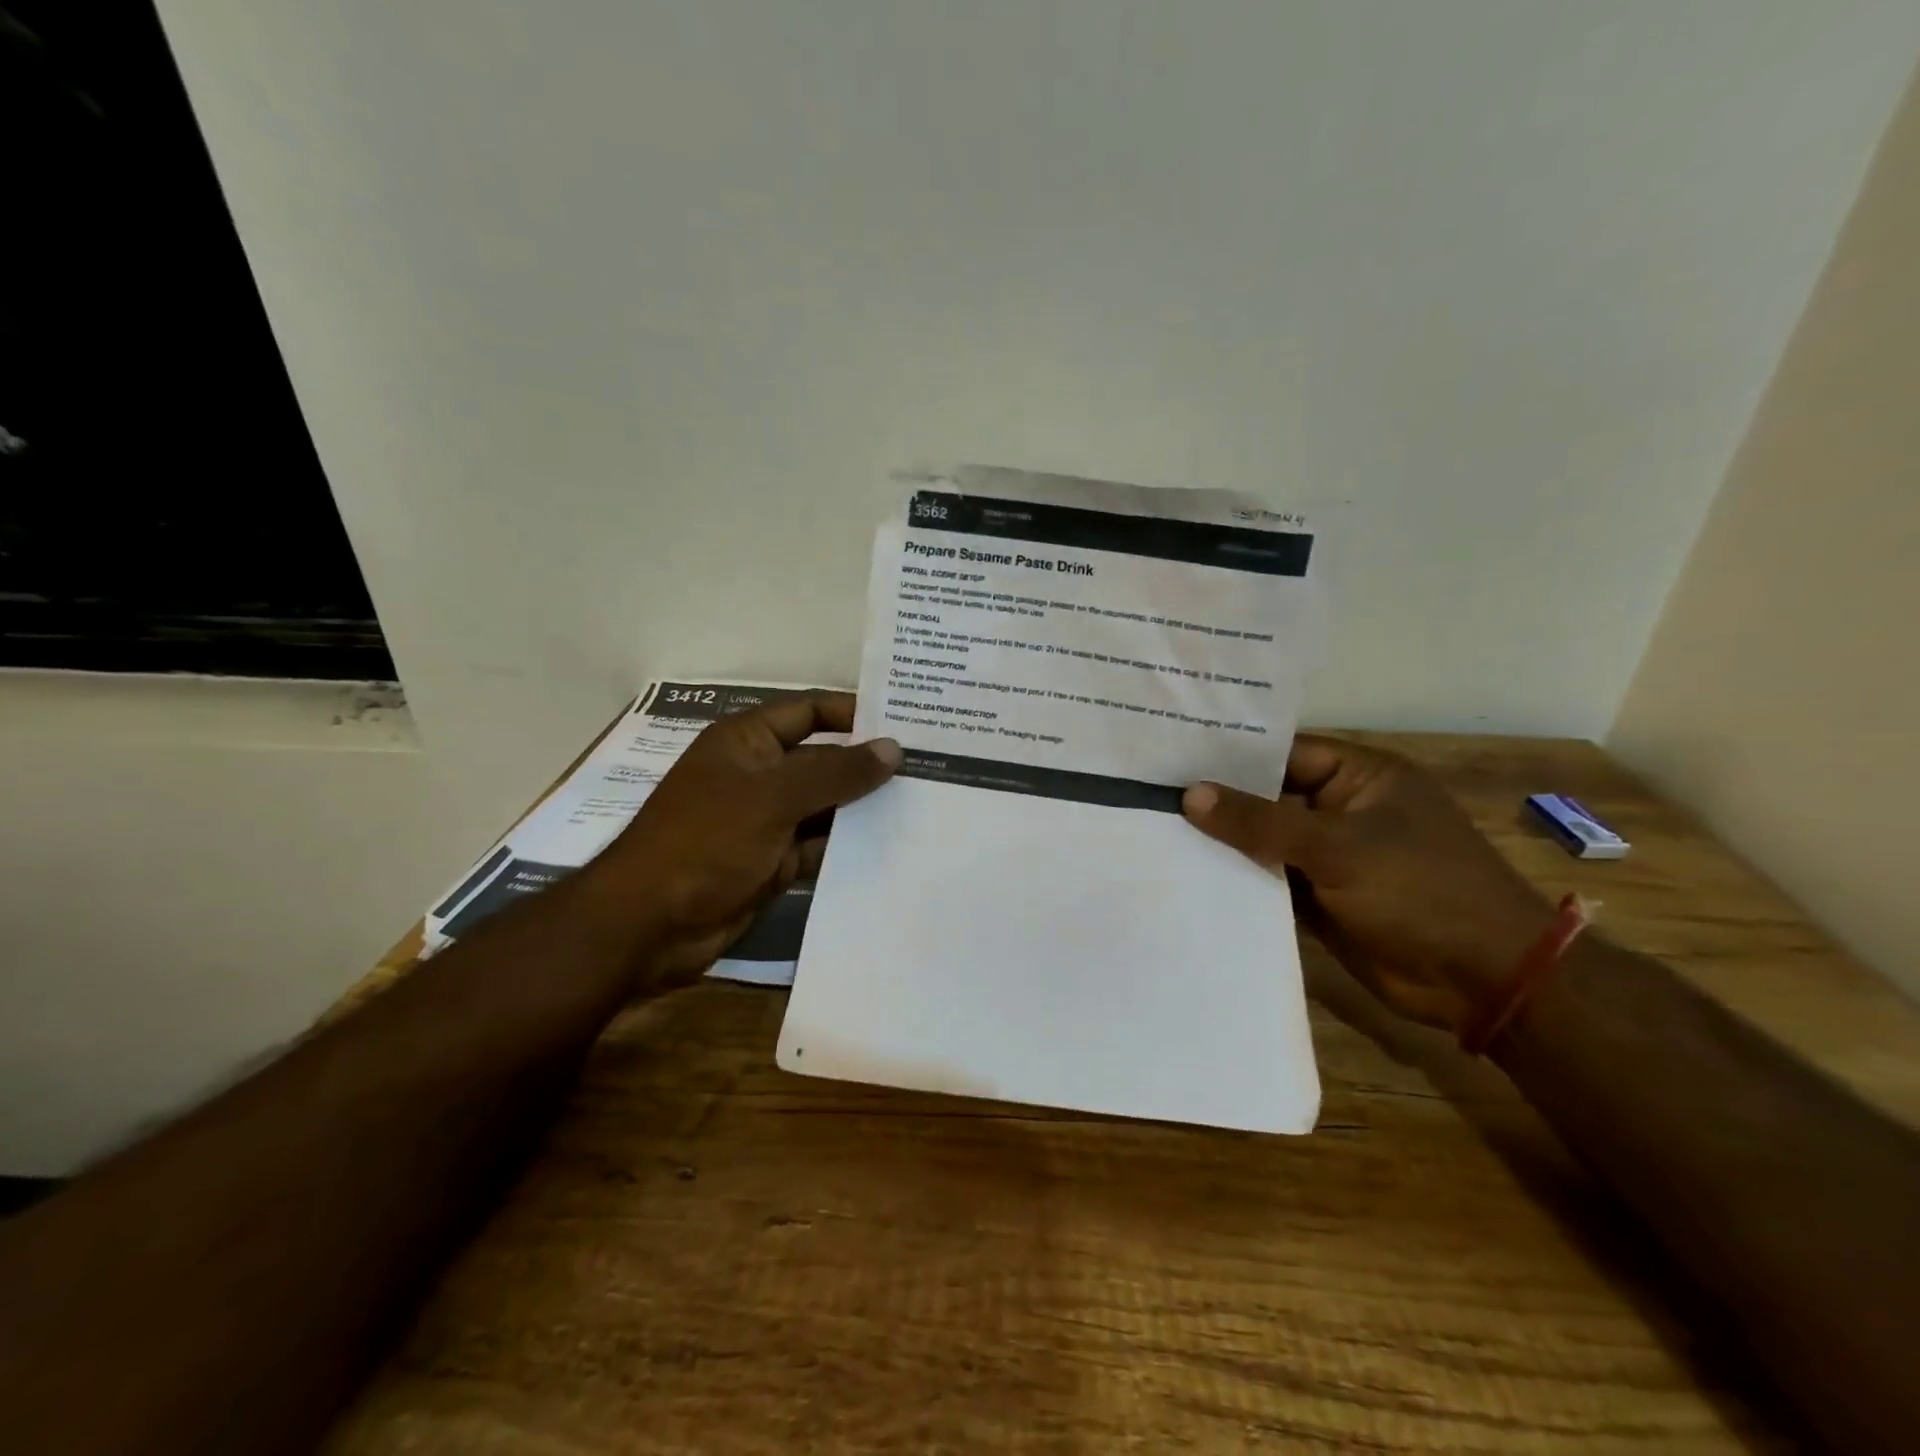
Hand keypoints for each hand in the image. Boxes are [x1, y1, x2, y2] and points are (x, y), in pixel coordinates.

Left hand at [591, 692, 900, 987]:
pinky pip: (819, 846)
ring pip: (825, 806)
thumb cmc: (706, 841)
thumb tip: (893, 749)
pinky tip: (891, 847)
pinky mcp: (773, 862)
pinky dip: (847, 847)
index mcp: (747, 741)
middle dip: (867, 765)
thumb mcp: (773, 798)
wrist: (649, 925)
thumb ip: (836, 773)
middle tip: (927, 768)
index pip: (809, 711)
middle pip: (822, 760)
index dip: (853, 713)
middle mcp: (759, 774)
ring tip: (922, 806)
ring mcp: (765, 821)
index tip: (905, 722)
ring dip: (862, 808)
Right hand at [1183, 735, 1552, 1032]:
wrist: (1484, 981)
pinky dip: (1239, 880)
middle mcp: (1342, 810)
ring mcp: (1331, 857)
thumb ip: (1261, 822)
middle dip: (1219, 800)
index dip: (1231, 754)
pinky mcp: (1321, 898)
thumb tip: (1191, 795)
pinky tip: (1189, 876)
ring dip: (1224, 843)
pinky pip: (1271, 881)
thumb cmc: (1420, 890)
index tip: (1171, 754)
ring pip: (1266, 842)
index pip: (1284, 752)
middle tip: (1150, 793)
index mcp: (1361, 777)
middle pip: (1270, 797)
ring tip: (1155, 831)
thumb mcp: (1338, 847)